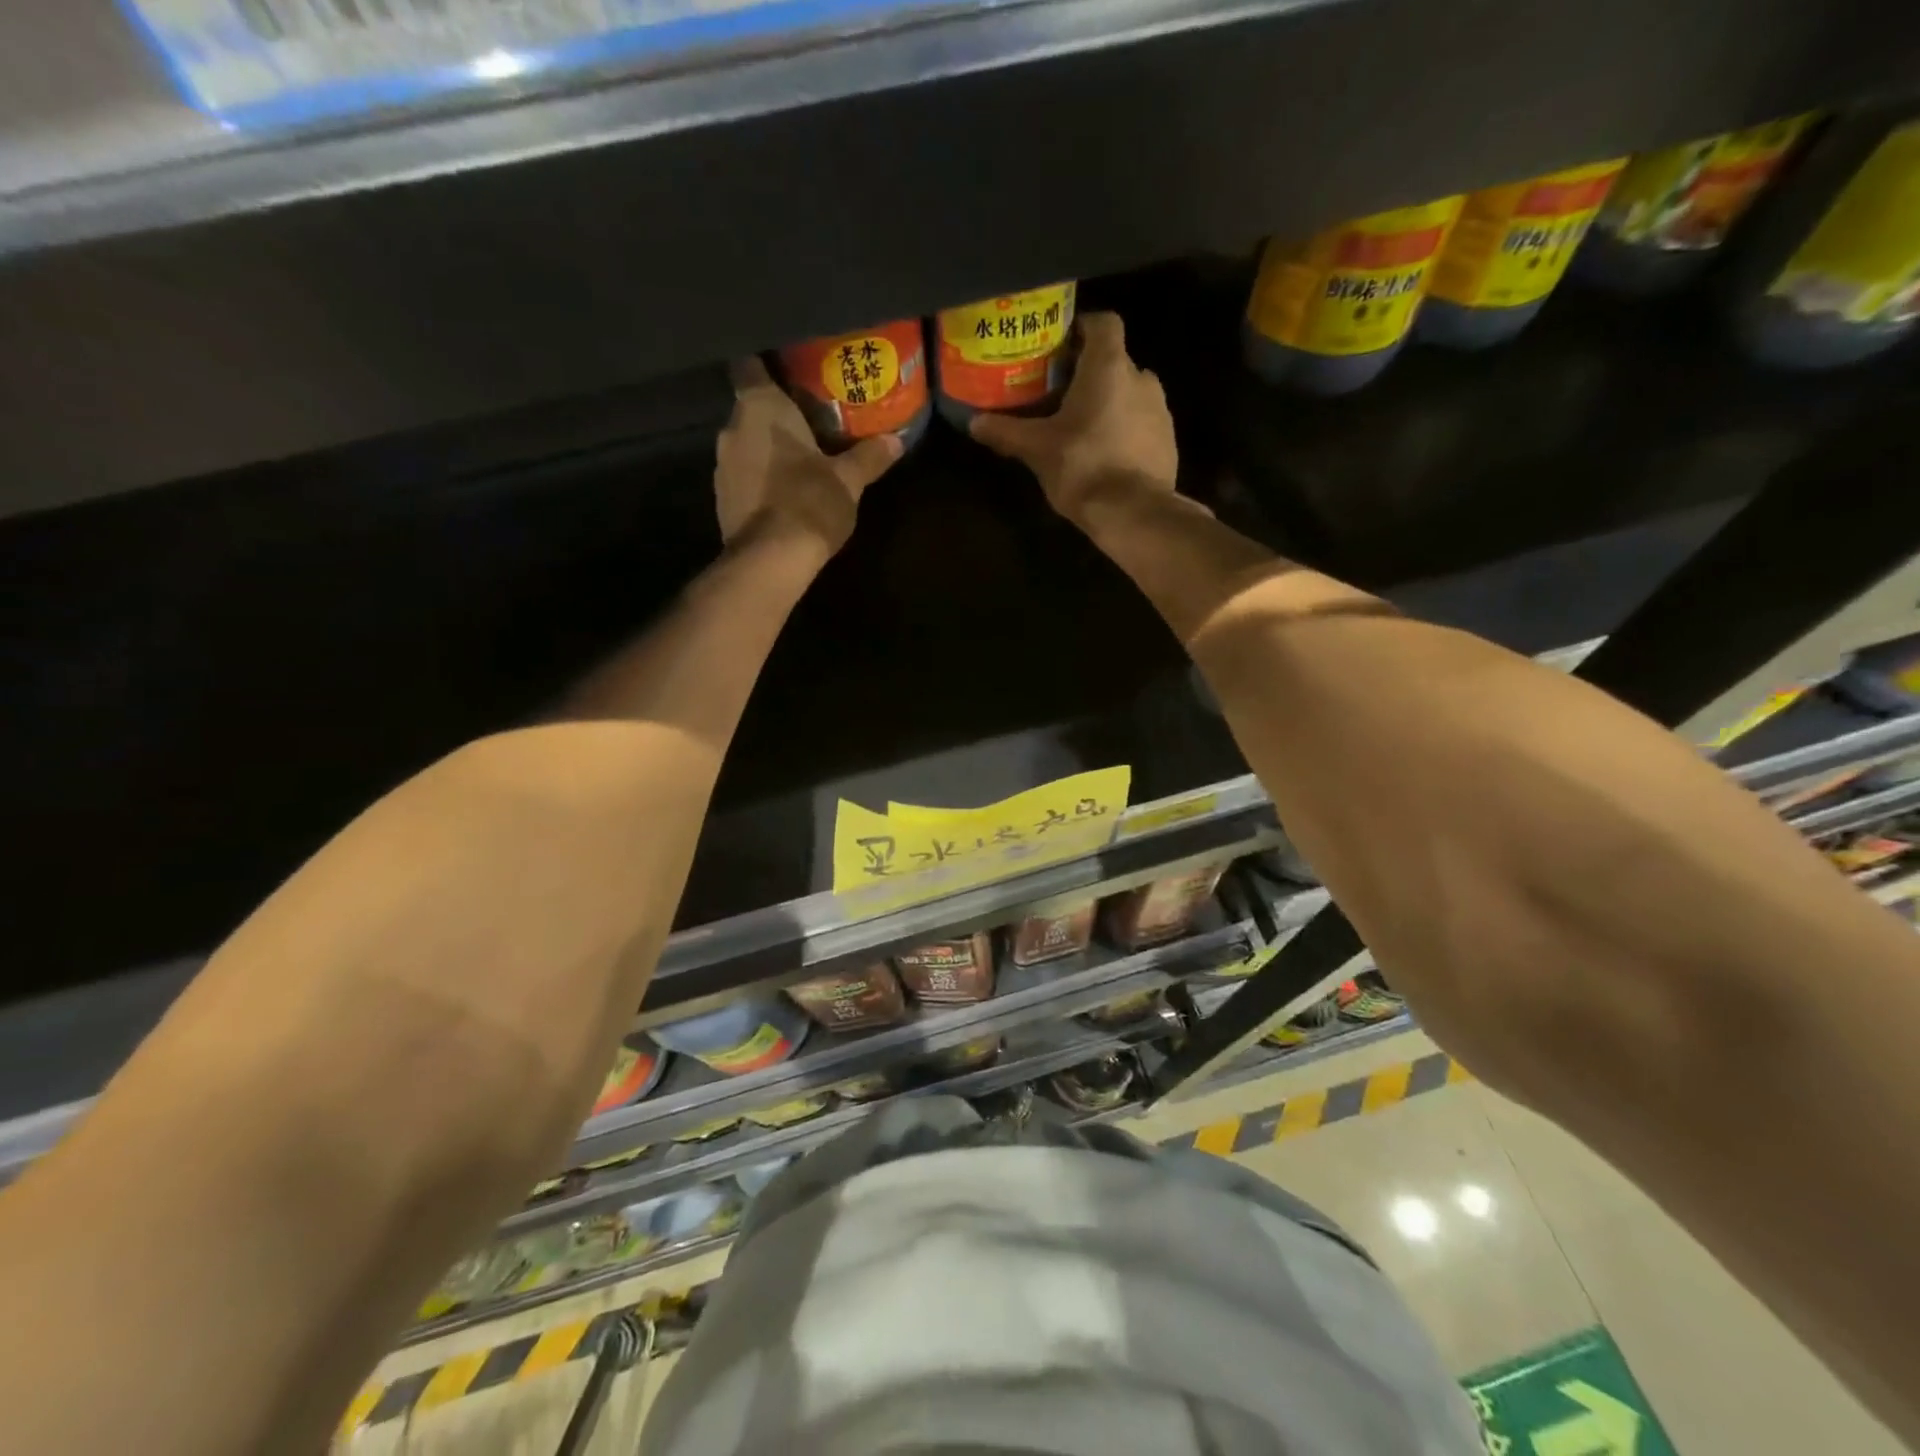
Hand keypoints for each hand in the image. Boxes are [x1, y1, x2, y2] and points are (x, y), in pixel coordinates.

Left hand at [715, 358, 902, 553]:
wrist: (770, 561)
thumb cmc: (809, 504)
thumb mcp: (849, 480)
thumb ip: (869, 457)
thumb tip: (896, 441)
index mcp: (760, 407)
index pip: (750, 365)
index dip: (768, 366)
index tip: (791, 375)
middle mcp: (732, 428)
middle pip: (751, 409)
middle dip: (777, 416)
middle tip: (810, 423)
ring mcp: (721, 465)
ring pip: (746, 444)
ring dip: (767, 450)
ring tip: (799, 462)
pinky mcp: (721, 498)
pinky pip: (743, 476)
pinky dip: (760, 479)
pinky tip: (783, 494)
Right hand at [968, 312, 1177, 522]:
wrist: (1133, 512)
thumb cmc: (1082, 467)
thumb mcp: (1037, 449)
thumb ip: (1006, 431)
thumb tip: (974, 423)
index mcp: (1109, 366)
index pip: (1103, 323)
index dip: (1082, 329)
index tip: (1061, 348)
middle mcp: (1141, 377)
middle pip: (1114, 361)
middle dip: (1089, 375)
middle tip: (1060, 396)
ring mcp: (1161, 409)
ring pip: (1129, 394)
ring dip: (1108, 404)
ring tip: (1081, 429)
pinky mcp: (1168, 440)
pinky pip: (1142, 423)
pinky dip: (1125, 430)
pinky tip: (1104, 455)